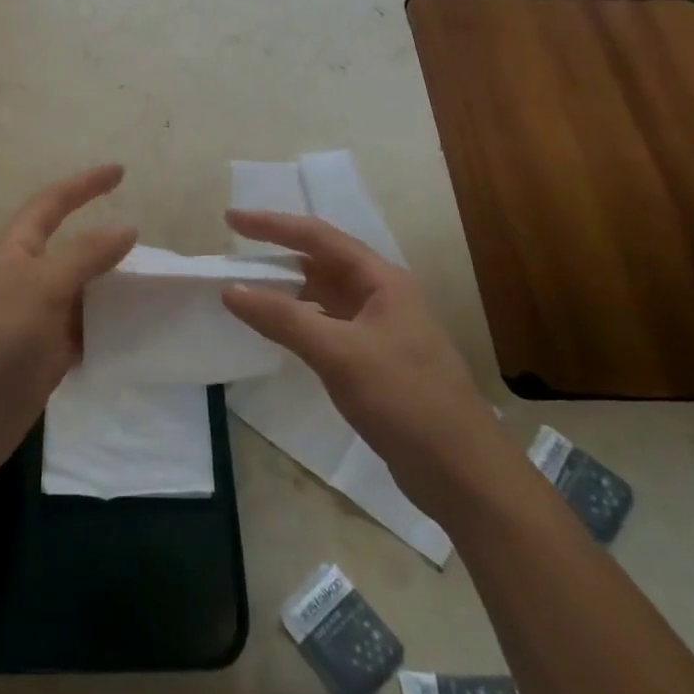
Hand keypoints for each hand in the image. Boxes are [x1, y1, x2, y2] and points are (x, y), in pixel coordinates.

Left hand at [0, 165, 136, 486]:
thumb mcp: (42, 286)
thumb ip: (86, 256)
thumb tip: (127, 228)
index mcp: (15, 251)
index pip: (52, 204)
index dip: (84, 185)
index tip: (121, 172)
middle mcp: (26, 280)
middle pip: (72, 250)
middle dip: (107, 244)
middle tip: (153, 248)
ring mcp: (36, 320)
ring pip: (83, 293)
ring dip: (114, 289)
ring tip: (157, 288)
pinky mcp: (46, 358)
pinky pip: (85, 332)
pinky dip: (111, 328)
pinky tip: (140, 331)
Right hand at [221, 210, 512, 523]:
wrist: (463, 474)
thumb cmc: (405, 400)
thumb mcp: (339, 354)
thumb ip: (283, 318)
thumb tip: (230, 290)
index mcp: (381, 281)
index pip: (318, 237)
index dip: (272, 225)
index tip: (231, 219)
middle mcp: (382, 297)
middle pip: (321, 263)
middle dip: (277, 255)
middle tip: (233, 256)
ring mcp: (380, 330)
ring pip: (324, 296)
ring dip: (287, 290)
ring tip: (246, 290)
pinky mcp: (375, 362)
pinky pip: (327, 326)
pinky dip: (298, 322)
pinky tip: (277, 332)